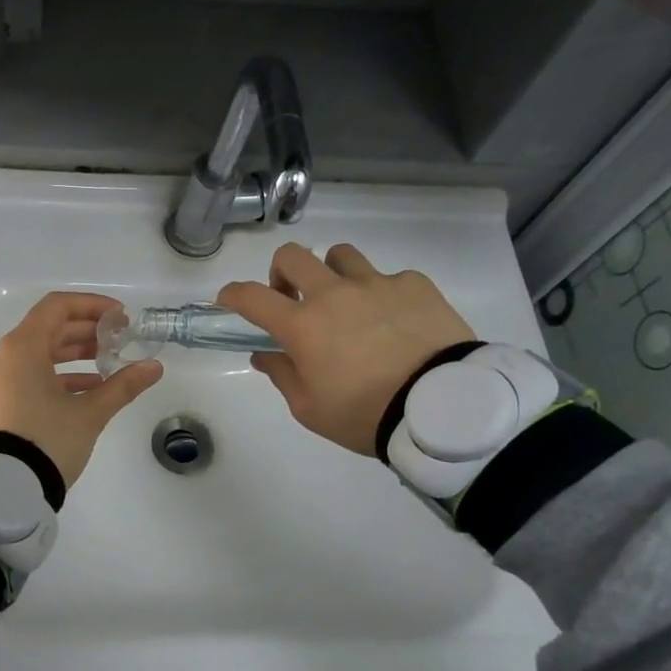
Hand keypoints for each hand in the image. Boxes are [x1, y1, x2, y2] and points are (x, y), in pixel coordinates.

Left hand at [0, 292, 163, 487]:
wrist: (3, 486)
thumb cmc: (48, 440)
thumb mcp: (90, 413)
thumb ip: (123, 385)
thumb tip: (155, 367)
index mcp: (22, 347)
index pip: (58, 306)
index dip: (92, 306)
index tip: (120, 318)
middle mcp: (4, 355)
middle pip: (48, 329)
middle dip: (87, 332)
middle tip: (120, 341)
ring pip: (39, 353)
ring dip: (75, 355)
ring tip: (109, 364)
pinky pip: (29, 375)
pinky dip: (58, 376)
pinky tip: (89, 389)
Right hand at [218, 244, 474, 456]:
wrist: (442, 408)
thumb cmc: (364, 414)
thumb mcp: (310, 408)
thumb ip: (283, 375)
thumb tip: (266, 354)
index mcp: (302, 326)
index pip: (251, 296)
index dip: (232, 294)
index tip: (228, 300)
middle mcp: (334, 294)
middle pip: (292, 256)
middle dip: (280, 272)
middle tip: (291, 298)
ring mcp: (376, 284)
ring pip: (341, 256)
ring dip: (332, 274)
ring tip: (346, 303)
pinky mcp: (415, 285)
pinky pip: (388, 277)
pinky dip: (381, 293)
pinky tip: (394, 321)